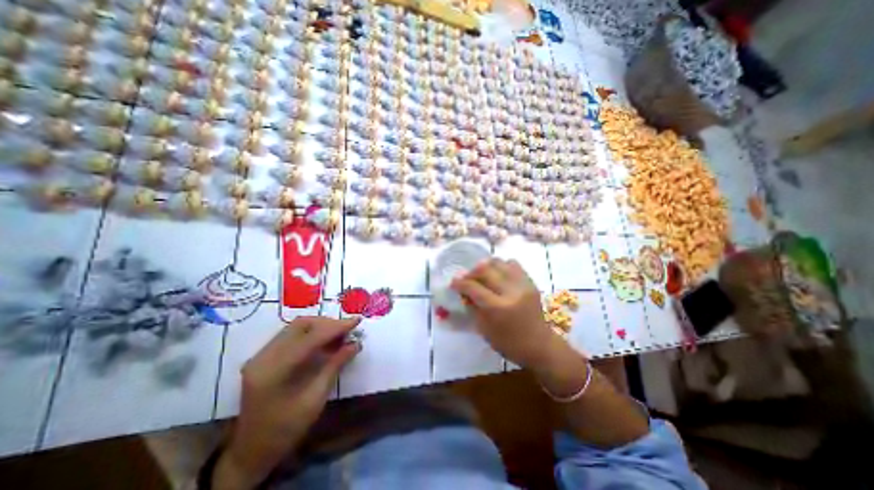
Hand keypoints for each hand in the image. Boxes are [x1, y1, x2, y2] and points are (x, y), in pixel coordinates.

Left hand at [215, 316, 361, 487]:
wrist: (251, 452)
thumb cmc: (285, 431)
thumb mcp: (314, 400)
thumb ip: (334, 366)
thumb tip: (355, 344)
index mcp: (274, 371)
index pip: (310, 338)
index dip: (336, 327)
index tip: (357, 321)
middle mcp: (263, 357)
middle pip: (301, 325)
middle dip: (328, 324)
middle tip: (348, 330)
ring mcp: (261, 356)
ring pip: (296, 327)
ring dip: (321, 326)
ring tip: (340, 335)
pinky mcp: (264, 357)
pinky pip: (292, 335)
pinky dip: (312, 333)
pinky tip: (325, 341)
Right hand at [451, 260, 558, 366]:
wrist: (540, 345)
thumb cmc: (509, 343)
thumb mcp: (484, 329)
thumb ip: (472, 307)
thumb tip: (462, 291)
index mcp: (498, 308)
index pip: (473, 287)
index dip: (460, 283)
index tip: (453, 282)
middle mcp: (511, 292)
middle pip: (485, 269)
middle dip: (471, 272)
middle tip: (466, 278)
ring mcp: (523, 284)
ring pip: (499, 262)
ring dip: (486, 266)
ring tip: (482, 275)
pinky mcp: (530, 282)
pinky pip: (512, 264)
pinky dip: (501, 266)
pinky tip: (498, 275)